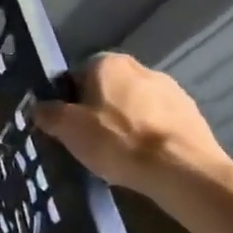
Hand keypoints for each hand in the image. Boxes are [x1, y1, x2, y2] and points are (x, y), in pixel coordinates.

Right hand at [33, 52, 230, 203]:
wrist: (182, 170)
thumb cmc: (118, 141)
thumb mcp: (68, 128)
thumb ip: (48, 113)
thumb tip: (39, 108)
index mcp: (109, 63)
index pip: (77, 75)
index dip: (68, 101)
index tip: (68, 126)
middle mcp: (141, 68)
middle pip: (108, 90)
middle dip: (99, 111)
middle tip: (91, 142)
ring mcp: (172, 91)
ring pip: (135, 106)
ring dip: (126, 124)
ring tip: (120, 155)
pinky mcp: (193, 115)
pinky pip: (159, 123)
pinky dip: (150, 137)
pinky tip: (145, 160)